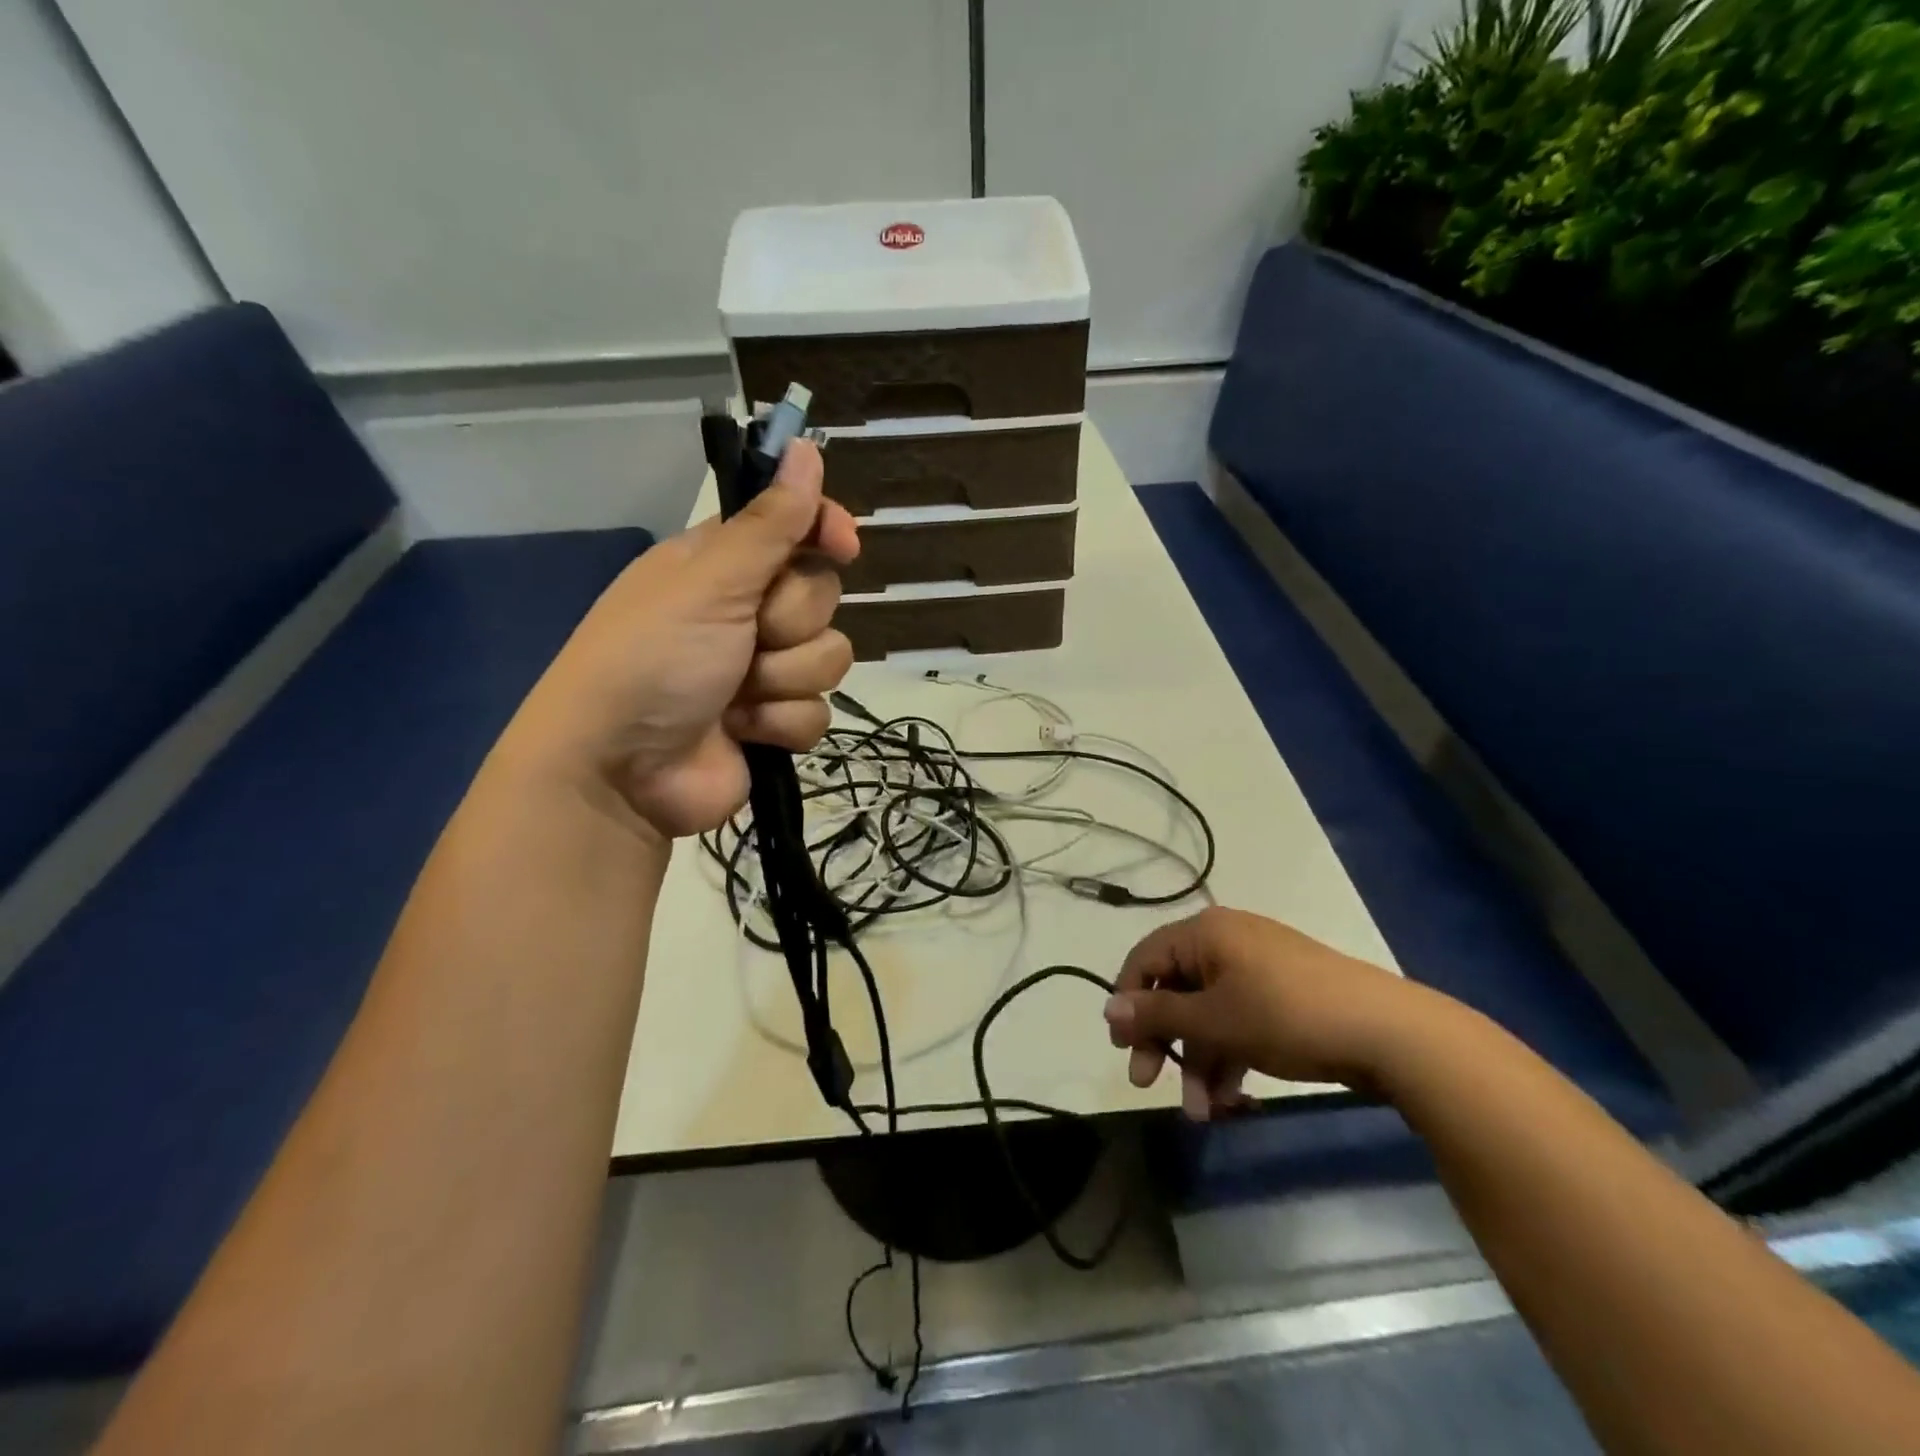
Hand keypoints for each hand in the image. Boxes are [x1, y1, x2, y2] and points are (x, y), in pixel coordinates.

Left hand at [511, 440, 859, 839]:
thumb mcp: (709, 582)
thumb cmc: (653, 658)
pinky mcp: (774, 724)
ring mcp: (762, 671)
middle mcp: (745, 612)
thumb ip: (768, 523)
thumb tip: (805, 445)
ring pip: (828, 657)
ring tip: (737, 696)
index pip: (793, 527)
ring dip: (785, 678)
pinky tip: (744, 732)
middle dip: (791, 622)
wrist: (621, 771)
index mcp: (722, 566)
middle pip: (822, 596)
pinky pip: (818, 713)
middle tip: (749, 636)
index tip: (843, 543)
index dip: (823, 530)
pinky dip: (781, 724)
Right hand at [1104, 907, 1423, 1120]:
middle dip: (1164, 1042)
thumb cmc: (1286, 1015)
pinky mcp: (1283, 996)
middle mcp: (1226, 942)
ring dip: (1199, 1062)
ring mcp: (1258, 969)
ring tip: (1202, 1113)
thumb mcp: (1214, 1019)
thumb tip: (1108, 1010)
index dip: (1128, 1002)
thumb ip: (1157, 1015)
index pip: (1146, 959)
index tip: (1122, 1049)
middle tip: (1147, 1084)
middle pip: (1176, 990)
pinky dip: (1230, 1057)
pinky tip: (1232, 1099)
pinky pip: (1239, 1021)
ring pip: (1209, 1013)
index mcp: (1205, 933)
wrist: (1389, 1033)